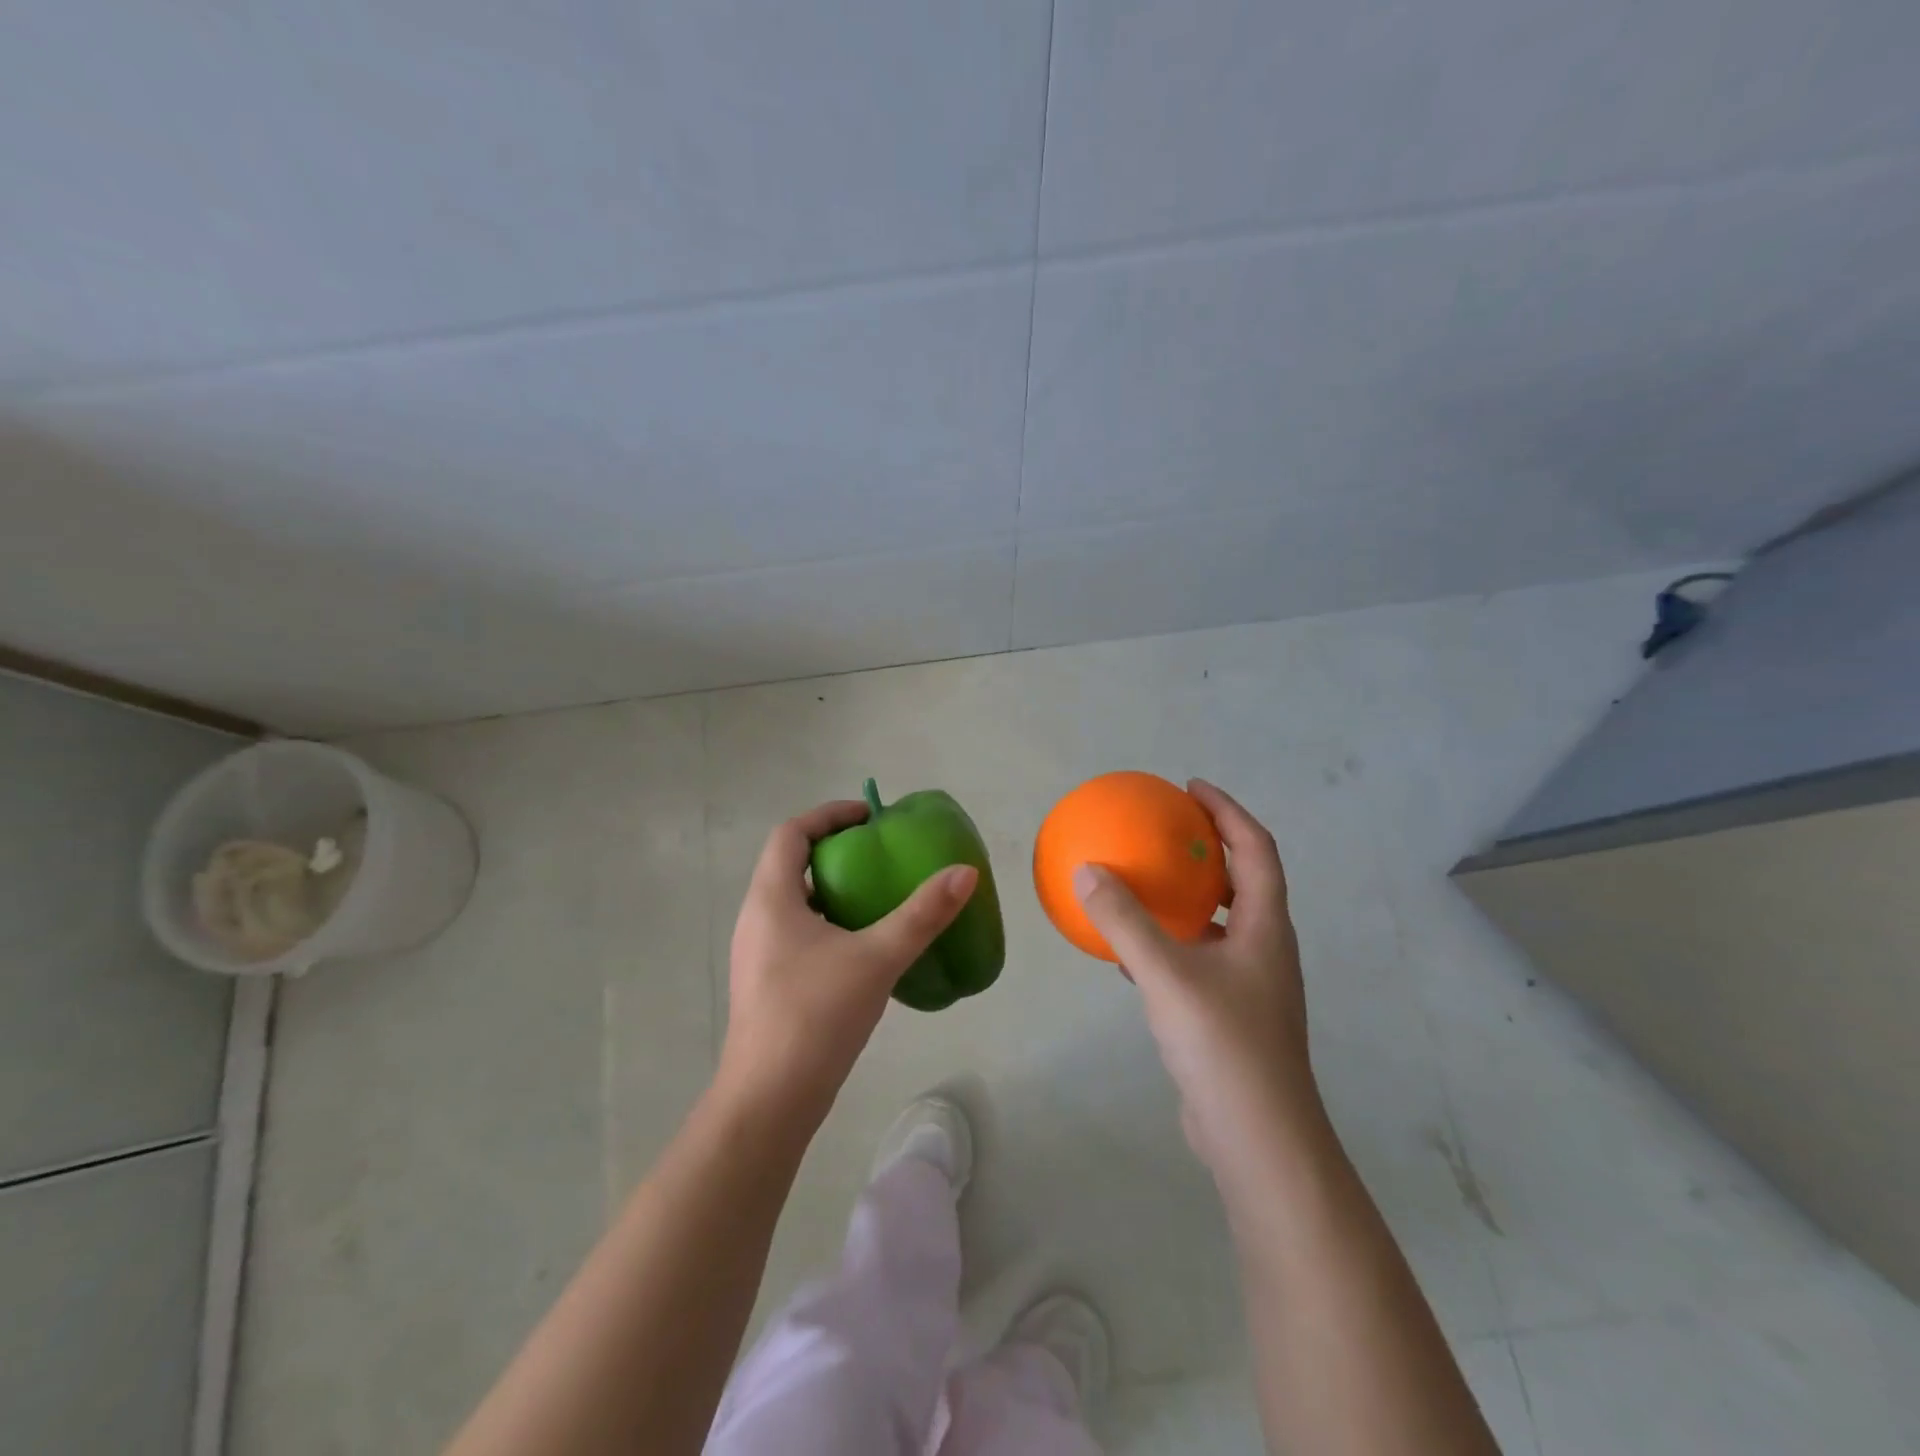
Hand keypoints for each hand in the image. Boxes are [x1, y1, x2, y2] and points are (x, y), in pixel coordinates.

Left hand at [717, 800, 977, 1121]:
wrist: (769, 1101)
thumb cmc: (815, 1015)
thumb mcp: (876, 957)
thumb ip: (922, 914)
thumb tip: (964, 872)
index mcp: (771, 899)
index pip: (791, 833)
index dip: (829, 815)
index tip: (869, 816)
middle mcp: (757, 919)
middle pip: (792, 864)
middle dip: (837, 851)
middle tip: (881, 855)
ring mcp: (759, 955)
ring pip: (796, 902)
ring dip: (834, 890)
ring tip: (879, 896)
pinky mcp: (768, 984)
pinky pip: (799, 934)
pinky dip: (830, 923)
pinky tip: (865, 949)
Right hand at [1072, 780, 1319, 1173]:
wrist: (1257, 1140)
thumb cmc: (1222, 1044)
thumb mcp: (1166, 974)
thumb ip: (1124, 920)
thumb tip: (1086, 869)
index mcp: (1266, 928)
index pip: (1256, 849)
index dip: (1228, 811)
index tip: (1190, 788)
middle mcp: (1265, 949)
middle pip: (1245, 881)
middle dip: (1210, 849)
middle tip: (1166, 830)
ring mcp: (1249, 985)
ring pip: (1221, 923)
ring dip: (1189, 897)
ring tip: (1146, 881)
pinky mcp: (1229, 1016)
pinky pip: (1198, 959)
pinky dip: (1170, 942)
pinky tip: (1129, 950)